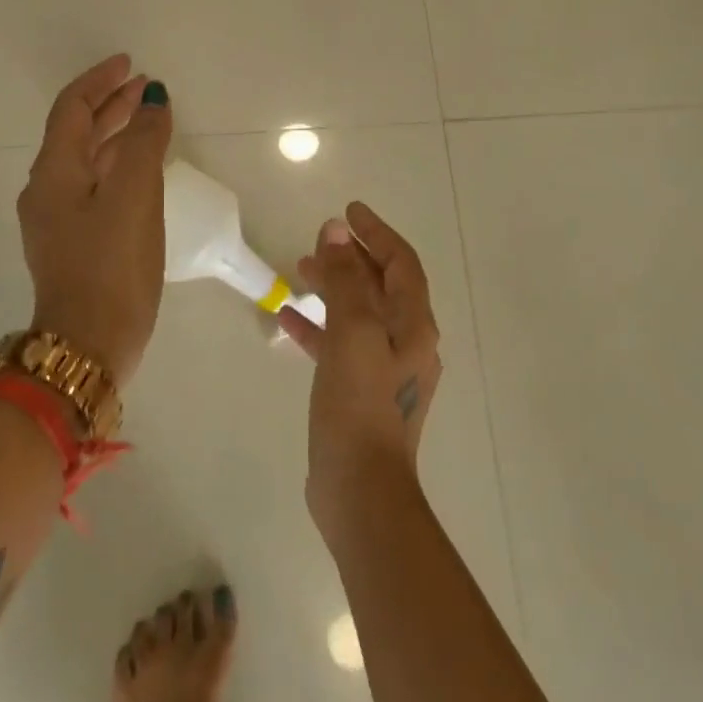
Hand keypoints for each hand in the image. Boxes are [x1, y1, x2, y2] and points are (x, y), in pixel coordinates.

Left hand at [17, 54, 172, 386]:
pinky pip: (95, 188)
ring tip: (151, 121)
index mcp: (54, 173)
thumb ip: (145, 143)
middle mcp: (47, 191)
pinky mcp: (74, 244)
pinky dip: (118, 167)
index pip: (72, 109)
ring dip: (117, 136)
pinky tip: (142, 173)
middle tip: (147, 89)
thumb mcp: (134, 196)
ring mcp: (58, 220)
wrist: (89, 344)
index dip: (100, 82)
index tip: (130, 65)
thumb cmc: (111, 266)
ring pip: (87, 161)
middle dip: (111, 106)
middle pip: (77, 133)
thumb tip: (153, 102)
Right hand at [279, 202, 441, 534]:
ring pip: (358, 313)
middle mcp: (406, 343)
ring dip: (333, 288)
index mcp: (414, 325)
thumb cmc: (360, 405)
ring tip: (300, 270)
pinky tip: (289, 321)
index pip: (401, 263)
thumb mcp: (352, 333)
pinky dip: (320, 327)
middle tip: (317, 242)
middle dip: (351, 258)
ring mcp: (384, 370)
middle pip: (380, 285)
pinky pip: (341, 345)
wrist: (362, 490)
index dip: (376, 232)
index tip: (348, 210)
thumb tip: (336, 232)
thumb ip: (345, 280)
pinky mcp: (360, 392)